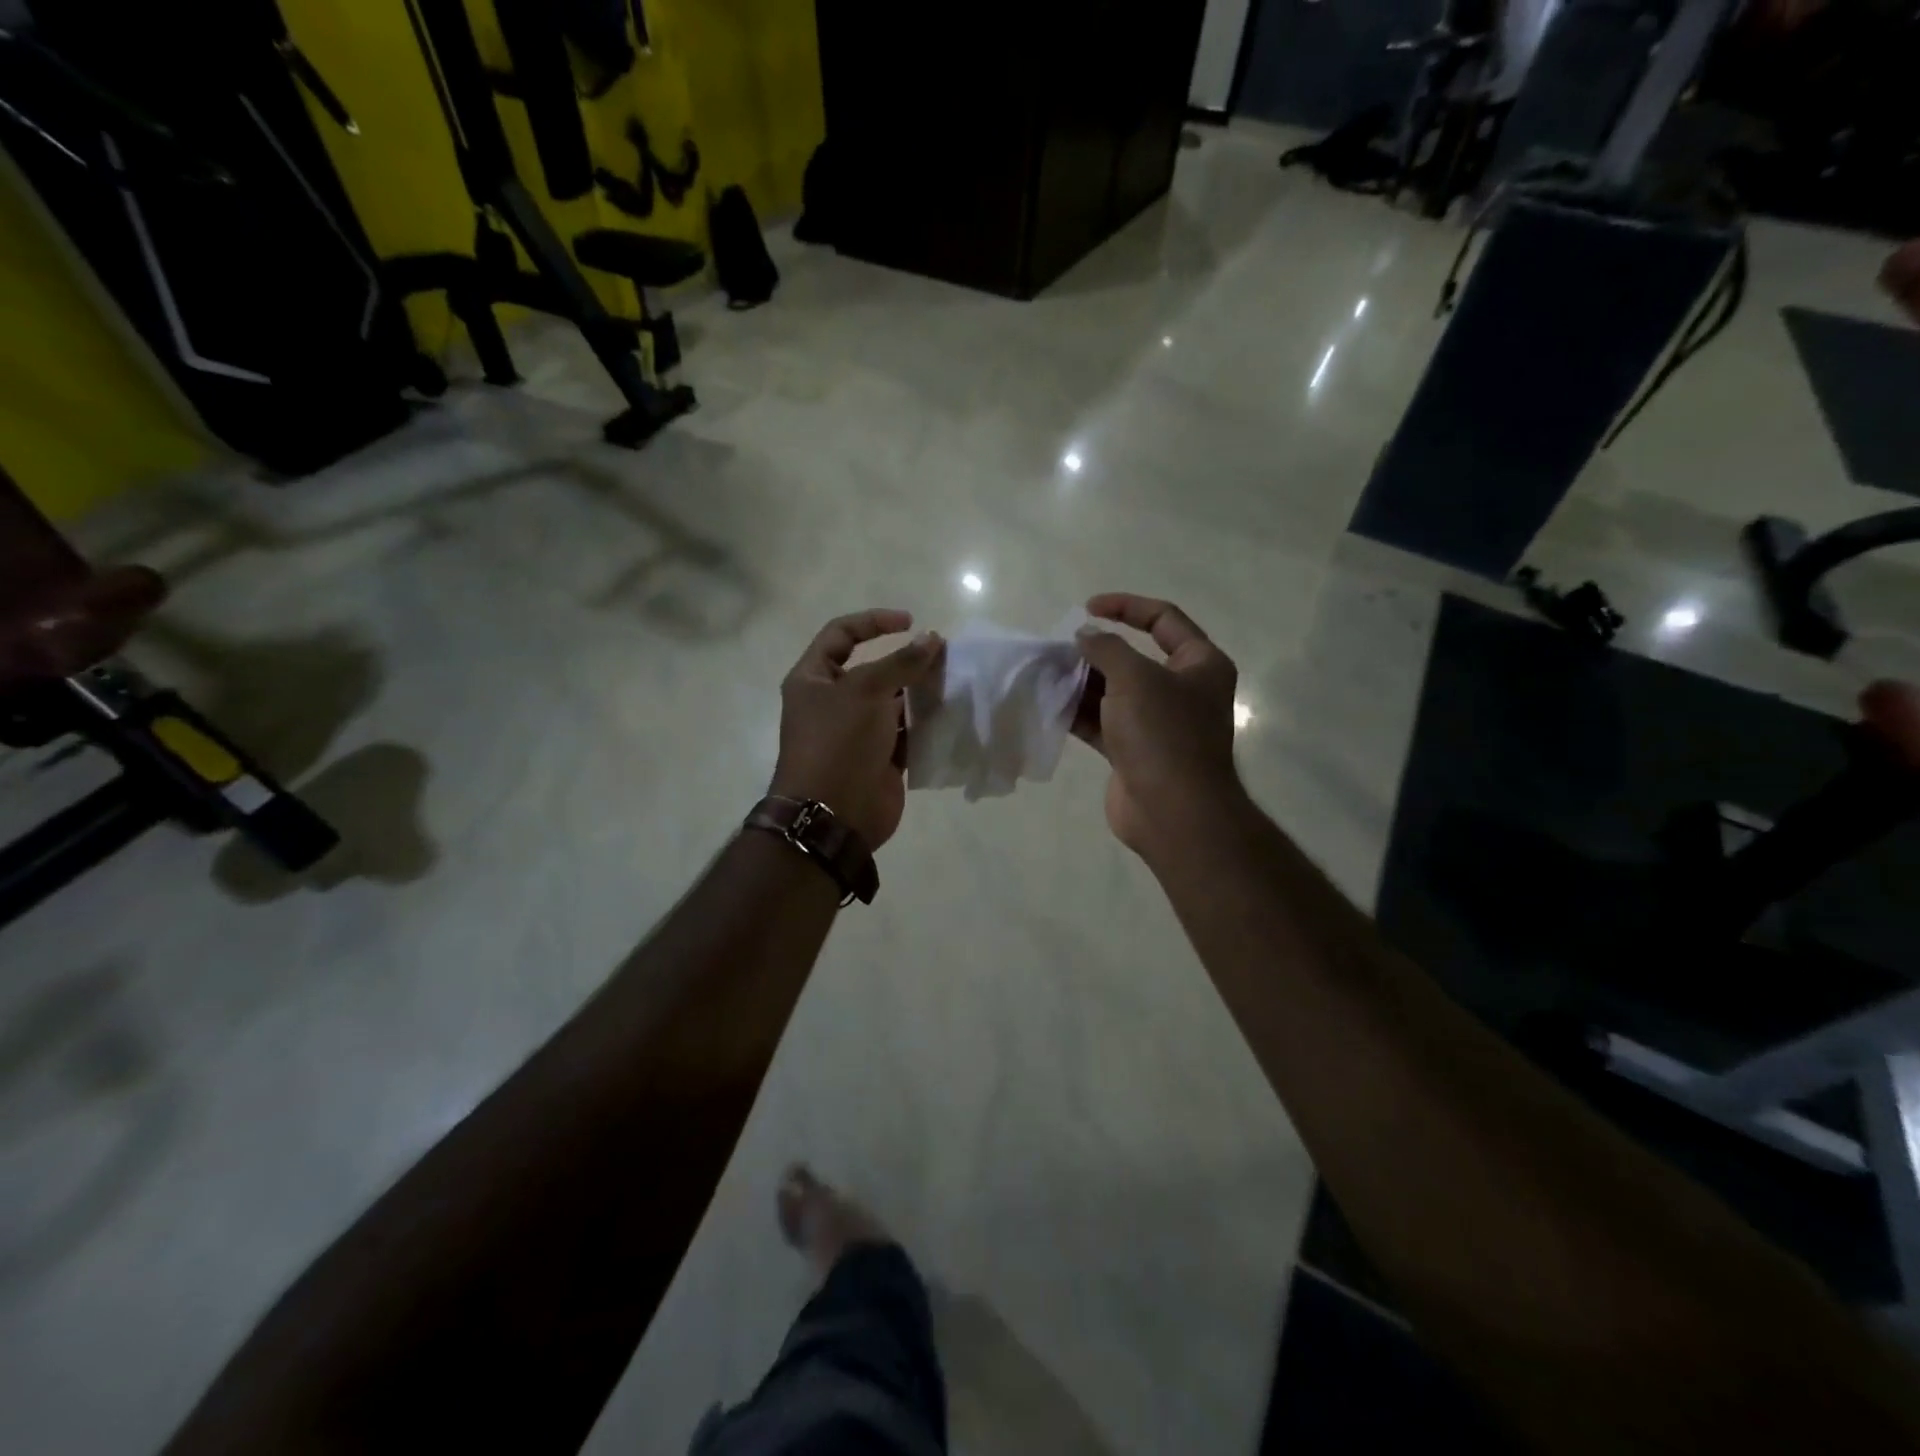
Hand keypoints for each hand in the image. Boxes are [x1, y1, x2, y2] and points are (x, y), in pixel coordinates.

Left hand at [771, 610, 942, 850]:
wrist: (834, 815)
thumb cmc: (839, 743)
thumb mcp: (866, 691)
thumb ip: (902, 663)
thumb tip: (933, 639)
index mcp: (813, 679)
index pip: (841, 634)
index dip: (874, 622)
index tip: (910, 622)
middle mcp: (833, 702)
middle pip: (873, 669)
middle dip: (907, 661)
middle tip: (943, 657)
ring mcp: (857, 733)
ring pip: (893, 702)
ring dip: (921, 693)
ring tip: (953, 684)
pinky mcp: (880, 758)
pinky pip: (906, 733)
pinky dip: (926, 724)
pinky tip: (951, 715)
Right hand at [1074, 594, 1243, 853]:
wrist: (1173, 813)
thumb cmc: (1163, 734)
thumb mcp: (1135, 678)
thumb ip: (1107, 648)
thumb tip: (1085, 637)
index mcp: (1200, 664)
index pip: (1164, 619)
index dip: (1126, 606)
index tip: (1087, 608)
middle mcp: (1182, 690)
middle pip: (1133, 658)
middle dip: (1095, 651)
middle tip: (1057, 649)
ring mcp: (1157, 723)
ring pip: (1113, 692)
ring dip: (1081, 682)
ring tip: (1045, 673)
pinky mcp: (1133, 751)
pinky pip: (1102, 722)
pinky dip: (1078, 712)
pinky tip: (1049, 703)